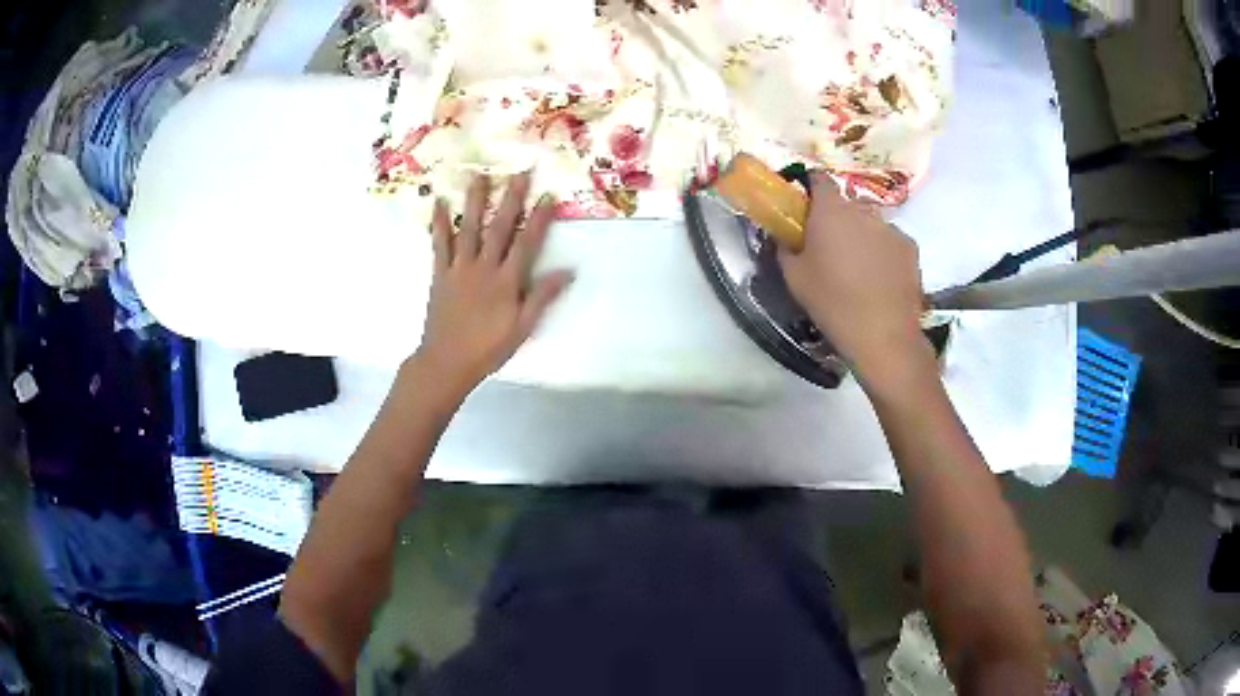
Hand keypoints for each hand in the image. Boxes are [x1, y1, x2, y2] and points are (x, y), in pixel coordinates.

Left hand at [417, 172, 572, 397]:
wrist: (447, 362)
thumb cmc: (488, 348)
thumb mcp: (522, 327)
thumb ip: (542, 297)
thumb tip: (569, 271)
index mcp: (506, 281)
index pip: (527, 243)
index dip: (539, 219)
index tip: (548, 195)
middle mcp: (484, 267)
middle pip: (500, 227)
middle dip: (512, 199)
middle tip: (519, 172)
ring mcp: (459, 268)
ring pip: (469, 228)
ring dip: (475, 200)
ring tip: (479, 175)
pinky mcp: (440, 273)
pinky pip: (439, 244)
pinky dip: (439, 222)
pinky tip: (439, 202)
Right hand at [778, 172, 929, 386]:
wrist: (884, 336)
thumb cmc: (832, 303)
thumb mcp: (794, 278)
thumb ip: (785, 247)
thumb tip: (786, 236)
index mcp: (831, 211)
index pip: (818, 179)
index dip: (809, 189)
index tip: (804, 209)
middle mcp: (863, 210)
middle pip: (845, 204)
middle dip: (835, 218)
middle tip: (829, 247)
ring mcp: (891, 228)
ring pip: (869, 223)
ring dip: (860, 236)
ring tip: (857, 269)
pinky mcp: (910, 247)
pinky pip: (890, 241)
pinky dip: (882, 252)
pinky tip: (879, 279)